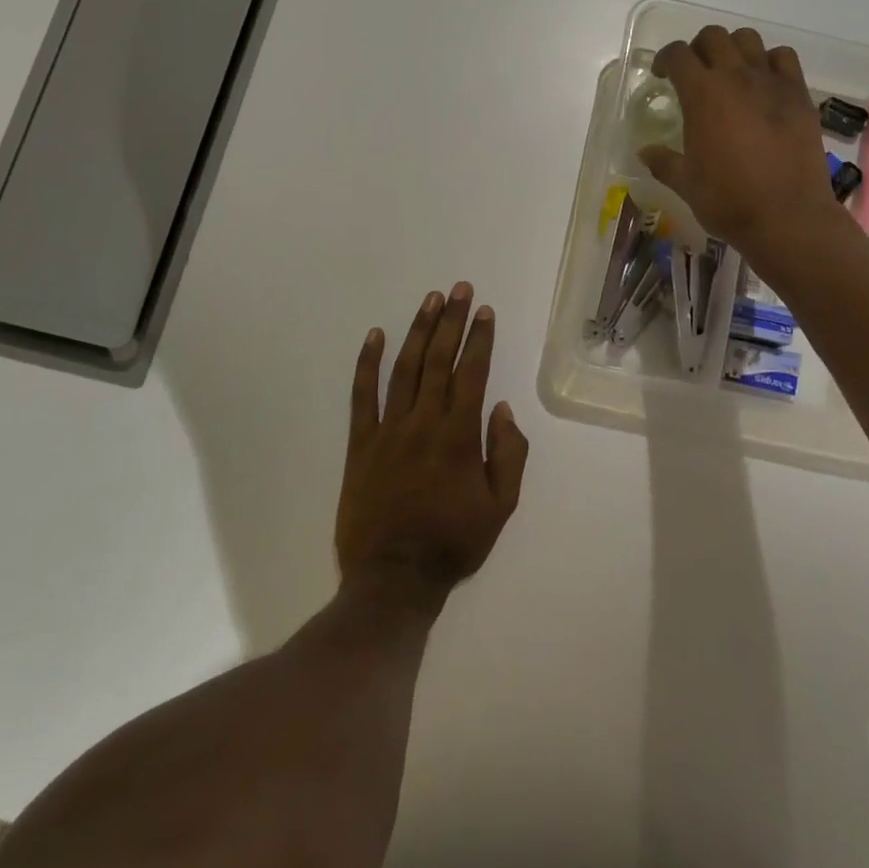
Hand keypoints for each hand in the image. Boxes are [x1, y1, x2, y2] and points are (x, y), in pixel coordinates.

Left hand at [336, 283, 529, 601]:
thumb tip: (501, 409)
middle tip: (460, 289)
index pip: (472, 374)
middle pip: (439, 360)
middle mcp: (424, 423)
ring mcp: (388, 430)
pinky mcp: (360, 444)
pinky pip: (362, 396)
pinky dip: (366, 363)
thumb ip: (508, 454)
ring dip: (418, 331)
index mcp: (459, 436)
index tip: (485, 311)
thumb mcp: (501, 507)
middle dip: (452, 321)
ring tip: (430, 300)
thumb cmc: (454, 542)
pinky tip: (374, 335)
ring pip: (404, 368)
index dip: (479, 339)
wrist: (394, 578)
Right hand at [639, 25, 846, 263]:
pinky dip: (770, 61)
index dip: (665, 59)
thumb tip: (644, 152)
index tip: (663, 76)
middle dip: (698, 49)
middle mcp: (736, 77)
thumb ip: (663, 162)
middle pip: (713, 37)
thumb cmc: (728, 201)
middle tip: (695, 73)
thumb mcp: (686, 184)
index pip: (678, 54)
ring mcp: (772, 83)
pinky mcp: (799, 95)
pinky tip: (765, 84)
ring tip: (730, 73)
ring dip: (733, 49)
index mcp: (702, 95)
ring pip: (749, 40)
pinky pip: (784, 58)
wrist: (787, 216)